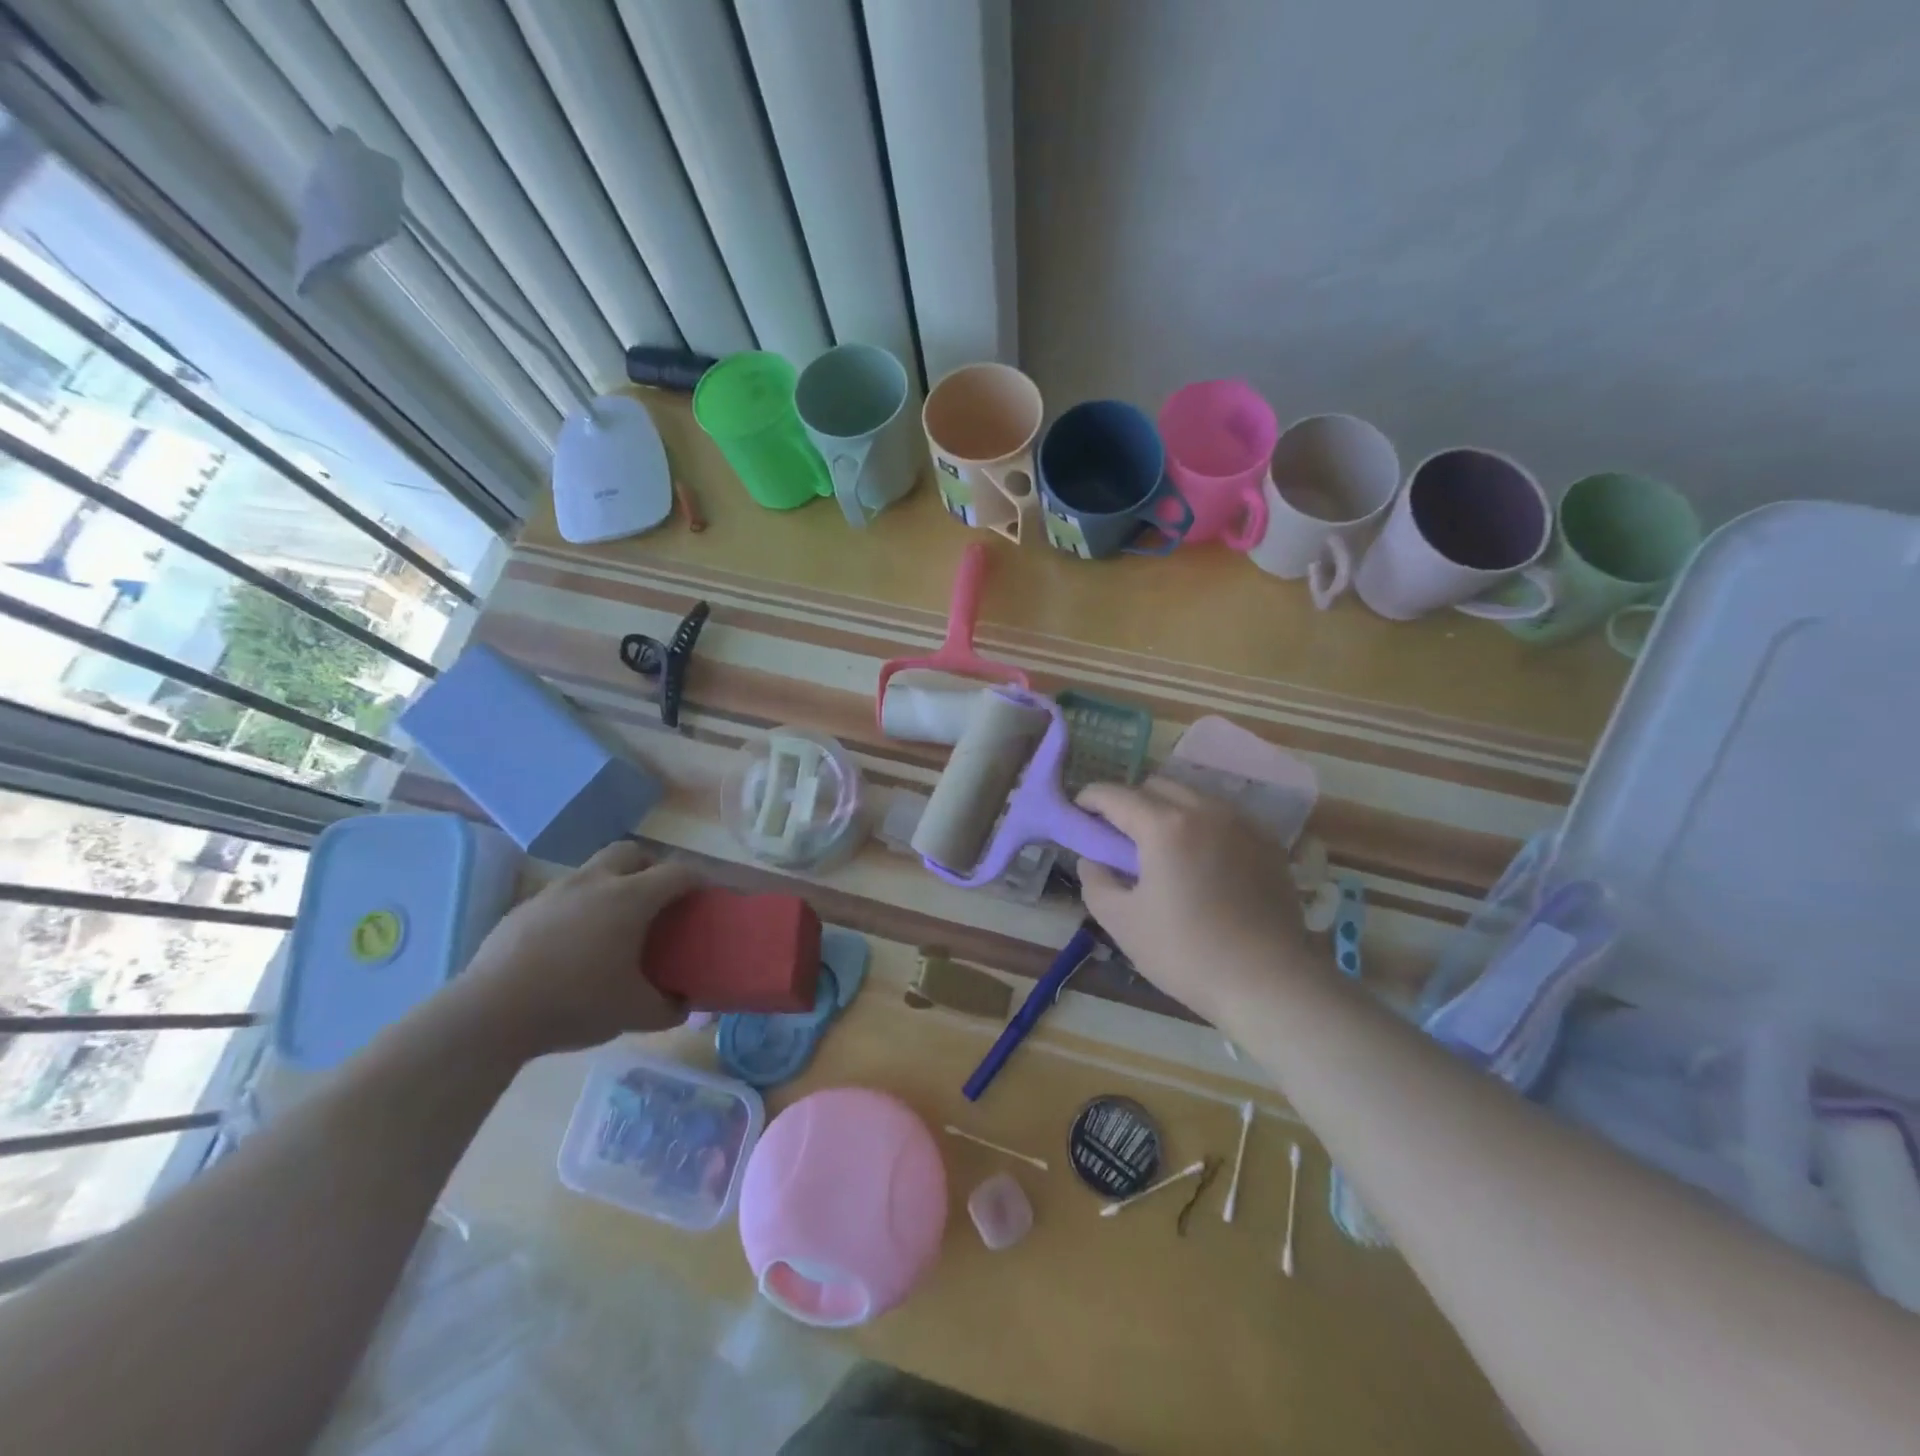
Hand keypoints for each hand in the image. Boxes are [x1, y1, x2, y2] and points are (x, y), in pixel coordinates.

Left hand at [449, 840, 697, 1058]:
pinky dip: (577, 907)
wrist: (489, 1015)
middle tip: (657, 898)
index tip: (706, 895)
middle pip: (631, 852)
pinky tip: (571, 944)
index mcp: (630, 898)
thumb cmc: (575, 1004)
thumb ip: (669, 1007)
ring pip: (593, 870)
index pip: (677, 873)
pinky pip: (562, 896)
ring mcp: (554, 892)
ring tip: (612, 923)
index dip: (698, 880)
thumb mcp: (634, 1014)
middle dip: (650, 866)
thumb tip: (686, 1004)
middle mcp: (595, 882)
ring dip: (611, 884)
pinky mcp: (523, 909)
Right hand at [1077, 780, 1319, 1024]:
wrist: (1269, 983)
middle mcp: (1205, 811)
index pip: (1116, 795)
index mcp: (1165, 826)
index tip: (1079, 810)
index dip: (1090, 798)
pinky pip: (1224, 817)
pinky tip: (1200, 857)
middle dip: (1130, 800)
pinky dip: (1202, 824)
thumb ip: (1095, 882)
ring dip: (1168, 808)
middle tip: (1118, 833)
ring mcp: (1242, 824)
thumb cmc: (1186, 952)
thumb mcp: (1122, 922)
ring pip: (1194, 796)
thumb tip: (1093, 860)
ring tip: (1160, 844)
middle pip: (1156, 786)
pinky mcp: (1268, 843)